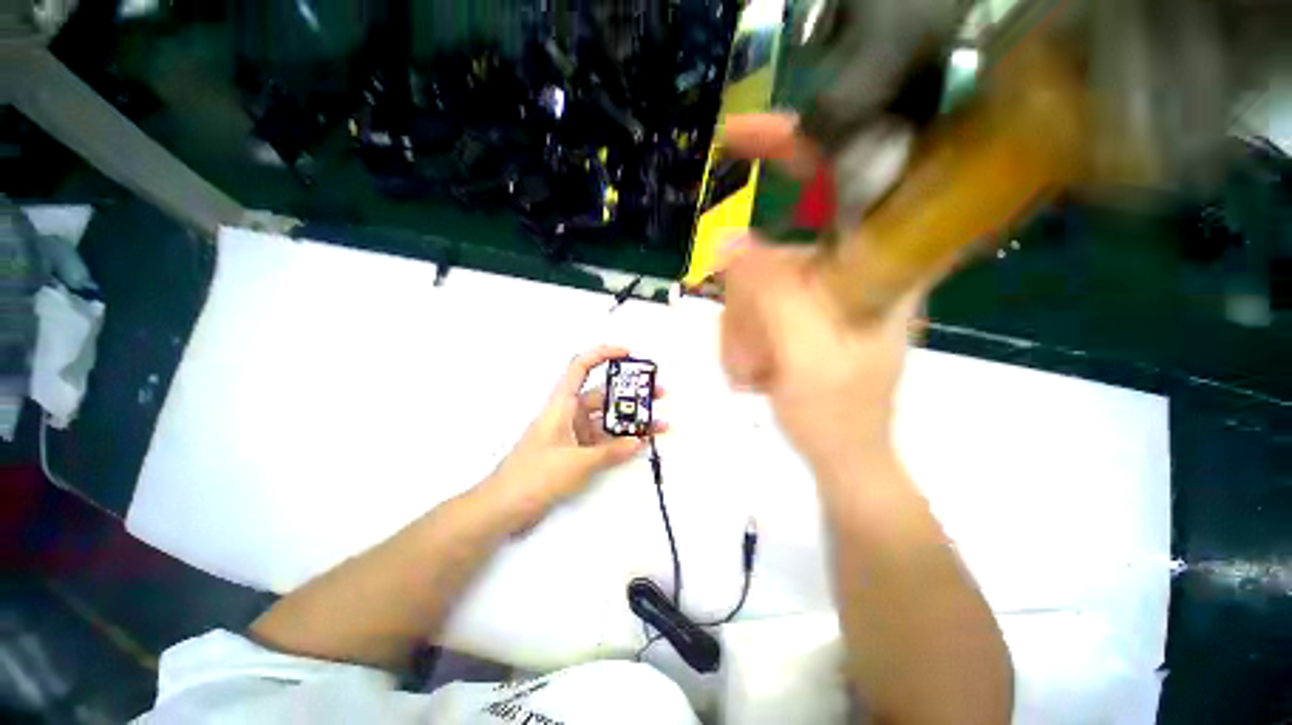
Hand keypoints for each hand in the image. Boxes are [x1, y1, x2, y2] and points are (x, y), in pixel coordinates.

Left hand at [482, 345, 664, 528]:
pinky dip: (620, 440)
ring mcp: (573, 432)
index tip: (628, 353)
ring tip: (658, 422)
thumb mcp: (577, 462)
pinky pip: (603, 439)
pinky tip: (640, 442)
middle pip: (603, 394)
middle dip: (631, 393)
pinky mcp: (576, 450)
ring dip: (630, 420)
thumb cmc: (536, 475)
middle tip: (658, 393)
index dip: (604, 354)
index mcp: (562, 403)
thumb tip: (639, 441)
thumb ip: (611, 452)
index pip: (581, 366)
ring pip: (606, 419)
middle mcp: (569, 413)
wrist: (504, 507)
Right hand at [718, 114, 926, 472]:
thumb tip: (727, 240)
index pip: (843, 180)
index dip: (795, 146)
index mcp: (879, 264)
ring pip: (752, 284)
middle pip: (771, 249)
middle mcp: (850, 267)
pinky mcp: (801, 311)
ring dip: (739, 330)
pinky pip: (751, 306)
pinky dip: (741, 337)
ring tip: (754, 372)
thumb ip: (773, 295)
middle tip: (750, 354)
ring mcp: (821, 291)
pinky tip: (754, 369)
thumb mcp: (806, 355)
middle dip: (745, 303)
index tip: (739, 138)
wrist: (844, 456)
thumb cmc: (837, 416)